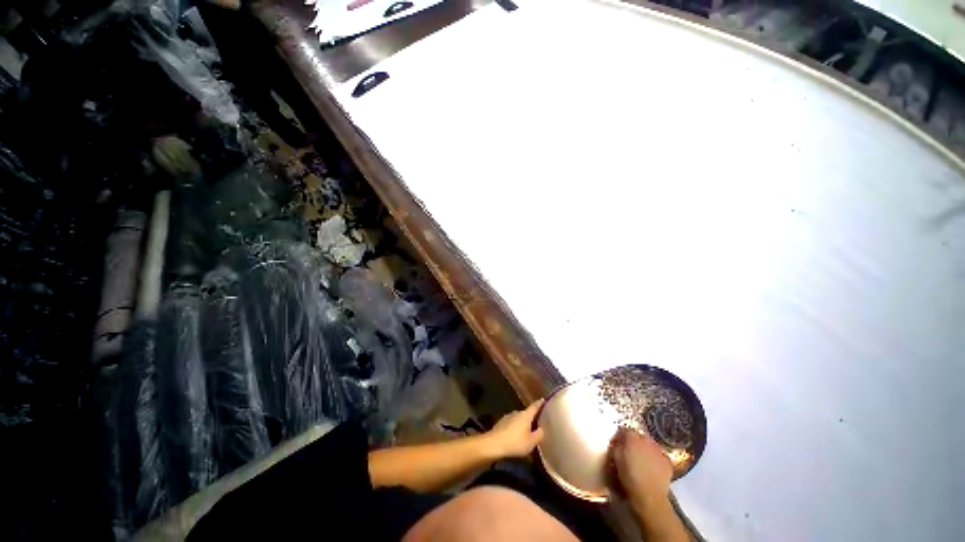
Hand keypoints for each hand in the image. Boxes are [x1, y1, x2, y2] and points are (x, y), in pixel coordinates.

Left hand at [485, 399, 545, 458]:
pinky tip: (516, 436)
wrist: (493, 444)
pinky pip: (512, 424)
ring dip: (523, 424)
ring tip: (527, 432)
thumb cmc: (515, 442)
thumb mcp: (531, 442)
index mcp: (525, 415)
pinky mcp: (501, 423)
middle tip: (538, 423)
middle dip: (532, 418)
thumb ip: (539, 434)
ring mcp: (508, 417)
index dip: (540, 403)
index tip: (544, 399)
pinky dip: (515, 428)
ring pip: (519, 419)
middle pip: (526, 414)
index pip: (534, 406)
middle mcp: (516, 413)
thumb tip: (541, 429)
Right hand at [610, 428, 672, 509]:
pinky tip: (652, 467)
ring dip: (645, 449)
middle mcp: (646, 440)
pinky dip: (655, 459)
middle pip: (638, 436)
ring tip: (641, 460)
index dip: (619, 436)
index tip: (616, 444)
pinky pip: (659, 456)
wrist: (649, 495)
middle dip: (633, 442)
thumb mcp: (615, 459)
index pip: (624, 430)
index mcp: (632, 437)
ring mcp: (659, 450)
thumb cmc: (629, 476)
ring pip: (650, 445)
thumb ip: (616, 447)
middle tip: (628, 452)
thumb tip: (617, 443)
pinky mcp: (668, 461)